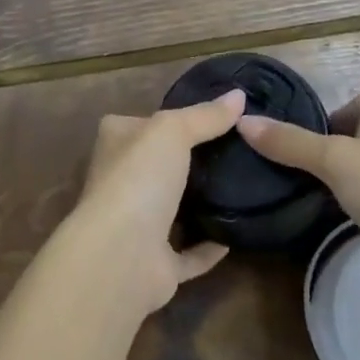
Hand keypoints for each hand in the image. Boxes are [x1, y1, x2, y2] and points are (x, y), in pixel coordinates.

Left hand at [69, 89, 246, 315]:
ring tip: (243, 188)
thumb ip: (205, 115)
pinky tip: (236, 236)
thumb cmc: (139, 177)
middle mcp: (121, 181)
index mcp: (117, 142)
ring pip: (172, 209)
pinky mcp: (154, 264)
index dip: (174, 118)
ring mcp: (136, 225)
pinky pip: (187, 253)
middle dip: (191, 162)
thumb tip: (239, 95)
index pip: (144, 122)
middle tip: (238, 153)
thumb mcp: (173, 130)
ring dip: (199, 204)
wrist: (121, 255)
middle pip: (160, 165)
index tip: (215, 117)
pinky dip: (208, 247)